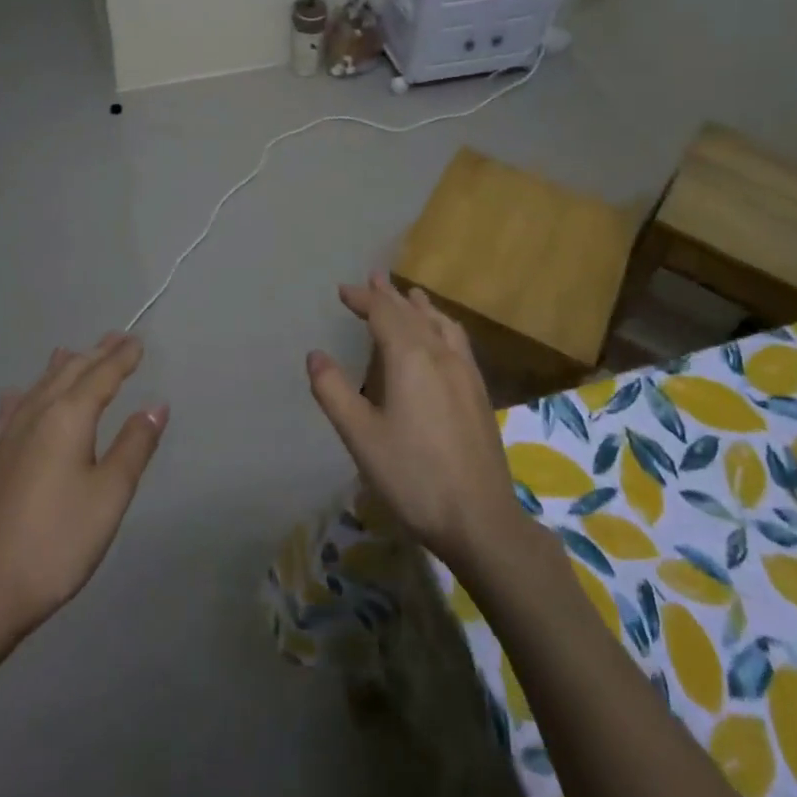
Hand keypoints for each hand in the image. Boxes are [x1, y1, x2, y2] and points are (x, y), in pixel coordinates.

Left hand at [0, 334, 167, 644]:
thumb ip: (134, 445)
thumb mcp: (109, 495)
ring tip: (74, 353)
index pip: (101, 376)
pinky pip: (12, 410)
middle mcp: (36, 415)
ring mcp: (8, 436)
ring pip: (40, 386)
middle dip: (95, 355)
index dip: (122, 358)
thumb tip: (155, 404)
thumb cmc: (57, 542)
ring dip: (63, 368)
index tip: (138, 341)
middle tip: (116, 338)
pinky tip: (17, 394)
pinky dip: (25, 394)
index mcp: (68, 417)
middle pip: (70, 373)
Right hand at [305, 274, 524, 572]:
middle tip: (374, 278)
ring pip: (440, 323)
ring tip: (410, 295)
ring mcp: (465, 371)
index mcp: (410, 358)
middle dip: (390, 295)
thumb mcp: (361, 436)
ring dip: (419, 306)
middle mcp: (440, 354)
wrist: (481, 518)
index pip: (384, 313)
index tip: (344, 290)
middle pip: (413, 312)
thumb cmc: (413, 477)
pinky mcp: (478, 391)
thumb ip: (334, 392)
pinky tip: (442, 337)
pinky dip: (441, 324)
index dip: (363, 298)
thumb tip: (315, 355)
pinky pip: (457, 340)